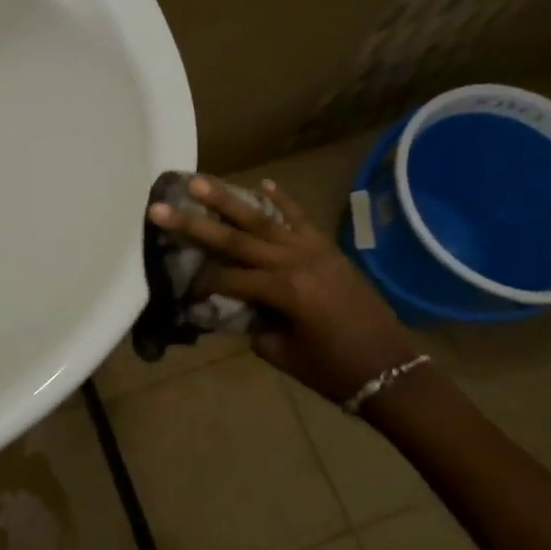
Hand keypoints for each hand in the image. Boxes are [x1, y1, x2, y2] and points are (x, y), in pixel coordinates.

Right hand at [148, 176, 421, 402]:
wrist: (390, 367)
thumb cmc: (332, 369)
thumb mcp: (280, 352)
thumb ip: (252, 322)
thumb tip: (232, 305)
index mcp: (283, 290)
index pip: (227, 279)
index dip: (200, 286)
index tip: (182, 293)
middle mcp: (295, 260)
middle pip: (235, 238)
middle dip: (194, 224)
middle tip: (160, 207)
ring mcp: (313, 249)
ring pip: (263, 218)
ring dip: (228, 199)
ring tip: (199, 180)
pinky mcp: (327, 248)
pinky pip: (300, 218)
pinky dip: (282, 199)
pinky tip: (263, 182)